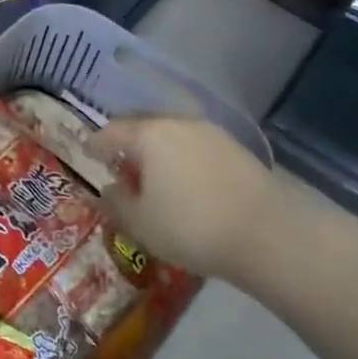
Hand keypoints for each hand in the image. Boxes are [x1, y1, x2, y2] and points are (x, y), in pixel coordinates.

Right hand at [93, 116, 274, 284]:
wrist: (269, 235)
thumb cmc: (191, 226)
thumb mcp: (140, 223)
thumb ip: (116, 202)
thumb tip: (109, 189)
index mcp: (149, 135)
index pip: (111, 132)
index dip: (95, 144)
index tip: (87, 154)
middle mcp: (179, 123)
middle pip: (143, 126)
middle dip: (127, 142)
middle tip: (119, 163)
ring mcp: (212, 134)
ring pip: (172, 134)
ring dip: (157, 149)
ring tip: (153, 175)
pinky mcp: (237, 150)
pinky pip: (195, 146)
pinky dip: (182, 157)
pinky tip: (185, 181)